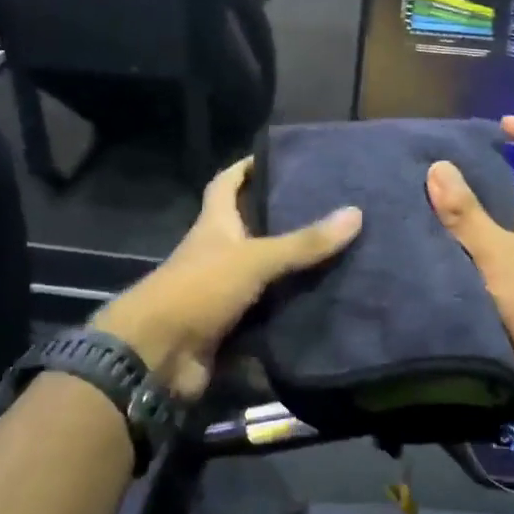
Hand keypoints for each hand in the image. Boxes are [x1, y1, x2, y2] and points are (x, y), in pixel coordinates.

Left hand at [92, 157, 361, 398]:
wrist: (158, 355)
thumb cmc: (199, 290)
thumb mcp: (254, 259)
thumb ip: (303, 242)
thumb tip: (355, 212)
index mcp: (214, 226)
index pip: (225, 185)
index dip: (244, 168)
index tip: (275, 157)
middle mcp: (216, 255)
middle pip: (249, 230)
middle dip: (282, 222)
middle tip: (328, 212)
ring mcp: (222, 293)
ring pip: (263, 276)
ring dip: (292, 272)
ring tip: (339, 259)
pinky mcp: (229, 329)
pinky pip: (266, 316)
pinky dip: (289, 314)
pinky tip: (324, 308)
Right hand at [426, 116, 513, 384]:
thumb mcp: (495, 252)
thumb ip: (465, 212)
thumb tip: (438, 166)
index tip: (504, 128)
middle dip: (500, 173)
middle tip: (454, 171)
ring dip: (483, 214)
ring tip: (437, 209)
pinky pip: (503, 255)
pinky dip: (478, 248)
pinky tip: (444, 254)